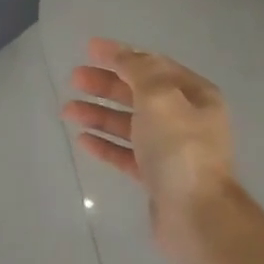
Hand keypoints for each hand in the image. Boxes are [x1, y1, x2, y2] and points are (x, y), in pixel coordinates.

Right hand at [60, 39, 238, 263]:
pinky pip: (126, 154)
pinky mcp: (156, 177)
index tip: (89, 48)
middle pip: (139, 94)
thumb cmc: (180, 149)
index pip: (153, 66)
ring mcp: (171, 150)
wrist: (196, 214)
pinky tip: (82, 140)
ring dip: (99, 114)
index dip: (121, 55)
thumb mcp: (160, 97)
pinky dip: (105, 144)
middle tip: (74, 79)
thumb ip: (140, 70)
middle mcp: (185, 119)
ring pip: (129, 125)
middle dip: (106, 85)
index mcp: (195, 95)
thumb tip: (126, 56)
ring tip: (67, 110)